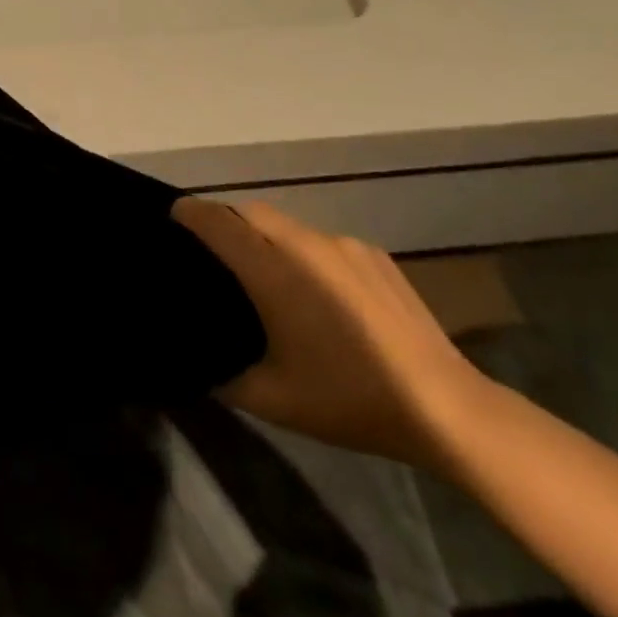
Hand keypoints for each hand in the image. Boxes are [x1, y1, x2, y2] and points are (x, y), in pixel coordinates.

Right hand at [174, 198, 489, 470]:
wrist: (444, 405)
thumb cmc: (348, 399)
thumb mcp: (272, 399)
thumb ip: (224, 376)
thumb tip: (201, 364)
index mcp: (273, 272)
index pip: (219, 224)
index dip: (191, 213)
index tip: (173, 213)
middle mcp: (306, 245)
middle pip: (252, 212)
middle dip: (226, 219)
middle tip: (214, 248)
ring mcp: (345, 246)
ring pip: (289, 226)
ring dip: (266, 236)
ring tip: (266, 274)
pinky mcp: (375, 256)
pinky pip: (323, 242)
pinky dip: (304, 253)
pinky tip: (319, 293)